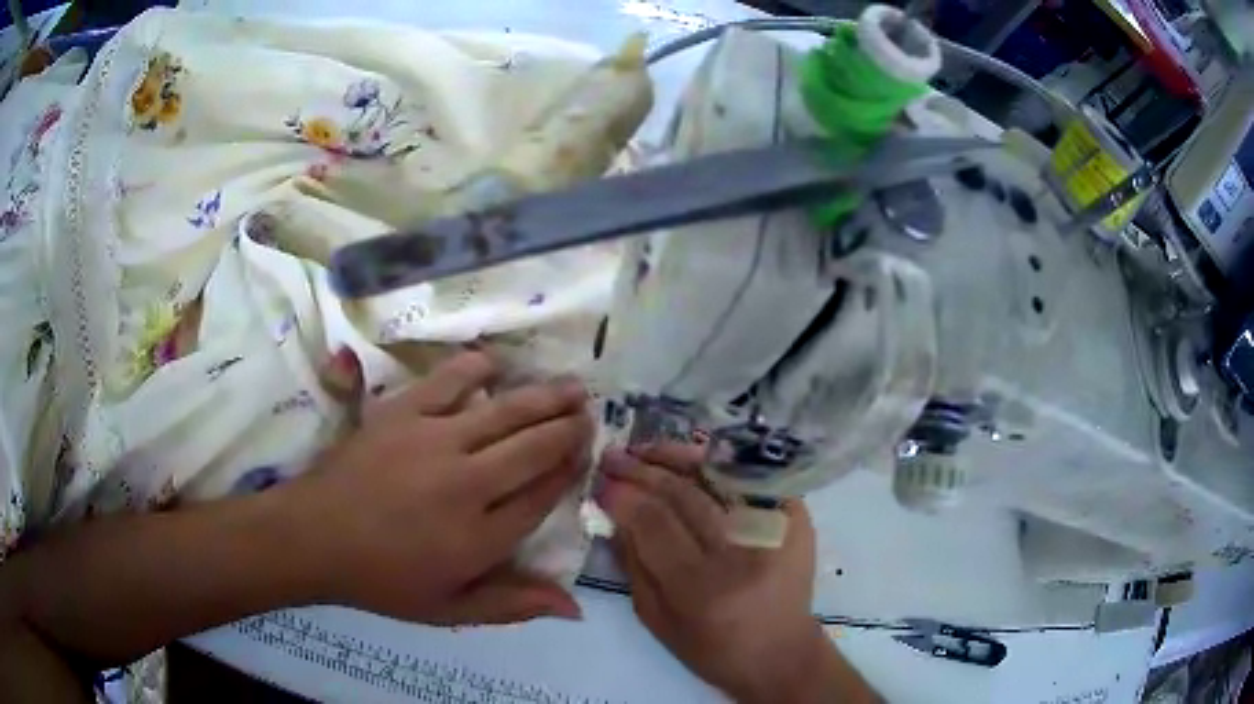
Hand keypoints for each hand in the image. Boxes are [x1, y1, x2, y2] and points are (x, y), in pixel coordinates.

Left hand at [285, 350, 591, 625]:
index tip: (586, 455)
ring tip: (572, 387)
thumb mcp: (449, 610)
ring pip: (506, 412)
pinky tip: (498, 365)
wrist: (314, 537)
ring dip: (544, 397)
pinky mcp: (403, 413)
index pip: (542, 496)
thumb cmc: (382, 580)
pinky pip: (451, 380)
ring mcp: (434, 442)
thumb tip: (574, 607)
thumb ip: (512, 606)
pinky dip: (479, 368)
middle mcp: (467, 485)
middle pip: (534, 447)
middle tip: (588, 414)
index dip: (569, 471)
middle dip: (569, 428)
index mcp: (480, 538)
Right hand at [598, 443, 854, 703]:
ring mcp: (775, 529)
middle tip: (612, 456)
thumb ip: (632, 565)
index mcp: (702, 587)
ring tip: (645, 450)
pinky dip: (718, 464)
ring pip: (718, 476)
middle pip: (684, 494)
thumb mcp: (656, 619)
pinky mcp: (797, 517)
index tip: (601, 482)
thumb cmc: (712, 649)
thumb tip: (614, 514)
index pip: (654, 523)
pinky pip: (750, 477)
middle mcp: (741, 553)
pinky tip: (690, 460)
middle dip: (642, 470)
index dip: (623, 496)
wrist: (781, 653)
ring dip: (676, 458)